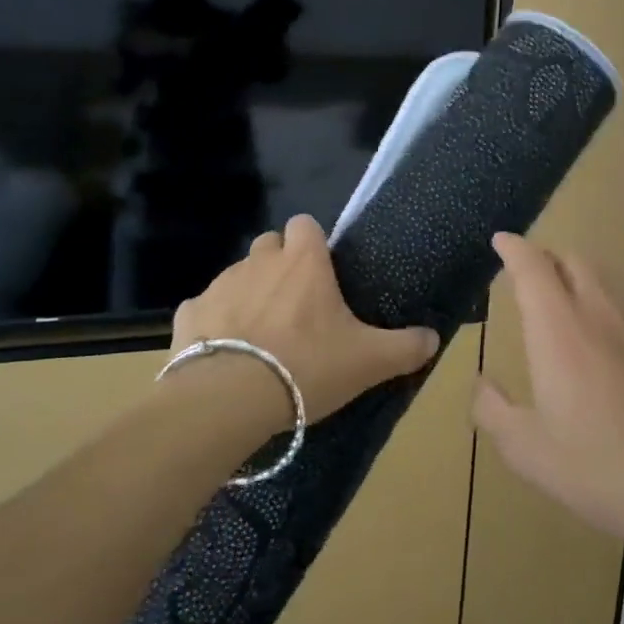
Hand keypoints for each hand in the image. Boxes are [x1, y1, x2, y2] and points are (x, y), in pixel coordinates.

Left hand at [172, 215, 440, 423]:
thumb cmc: (306, 366)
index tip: (321, 271)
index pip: (305, 224)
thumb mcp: (369, 361)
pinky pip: (204, 309)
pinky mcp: (189, 314)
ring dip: (249, 295)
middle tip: (295, 305)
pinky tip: (222, 354)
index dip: (312, 243)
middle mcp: (259, 261)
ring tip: (260, 336)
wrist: (229, 399)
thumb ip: (406, 347)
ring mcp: (220, 285)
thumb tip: (434, 338)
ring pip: (237, 276)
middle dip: (279, 265)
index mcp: (303, 262)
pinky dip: (214, 324)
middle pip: (269, 246)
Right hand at [472, 232, 623, 548]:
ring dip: (576, 274)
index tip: (500, 241)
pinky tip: (602, 334)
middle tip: (526, 277)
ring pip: (604, 274)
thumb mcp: (525, 449)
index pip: (533, 266)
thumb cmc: (596, 467)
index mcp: (559, 328)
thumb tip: (483, 383)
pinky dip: (604, 297)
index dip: (514, 248)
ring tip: (562, 300)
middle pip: (571, 258)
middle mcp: (599, 311)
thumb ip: (492, 409)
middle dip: (544, 258)